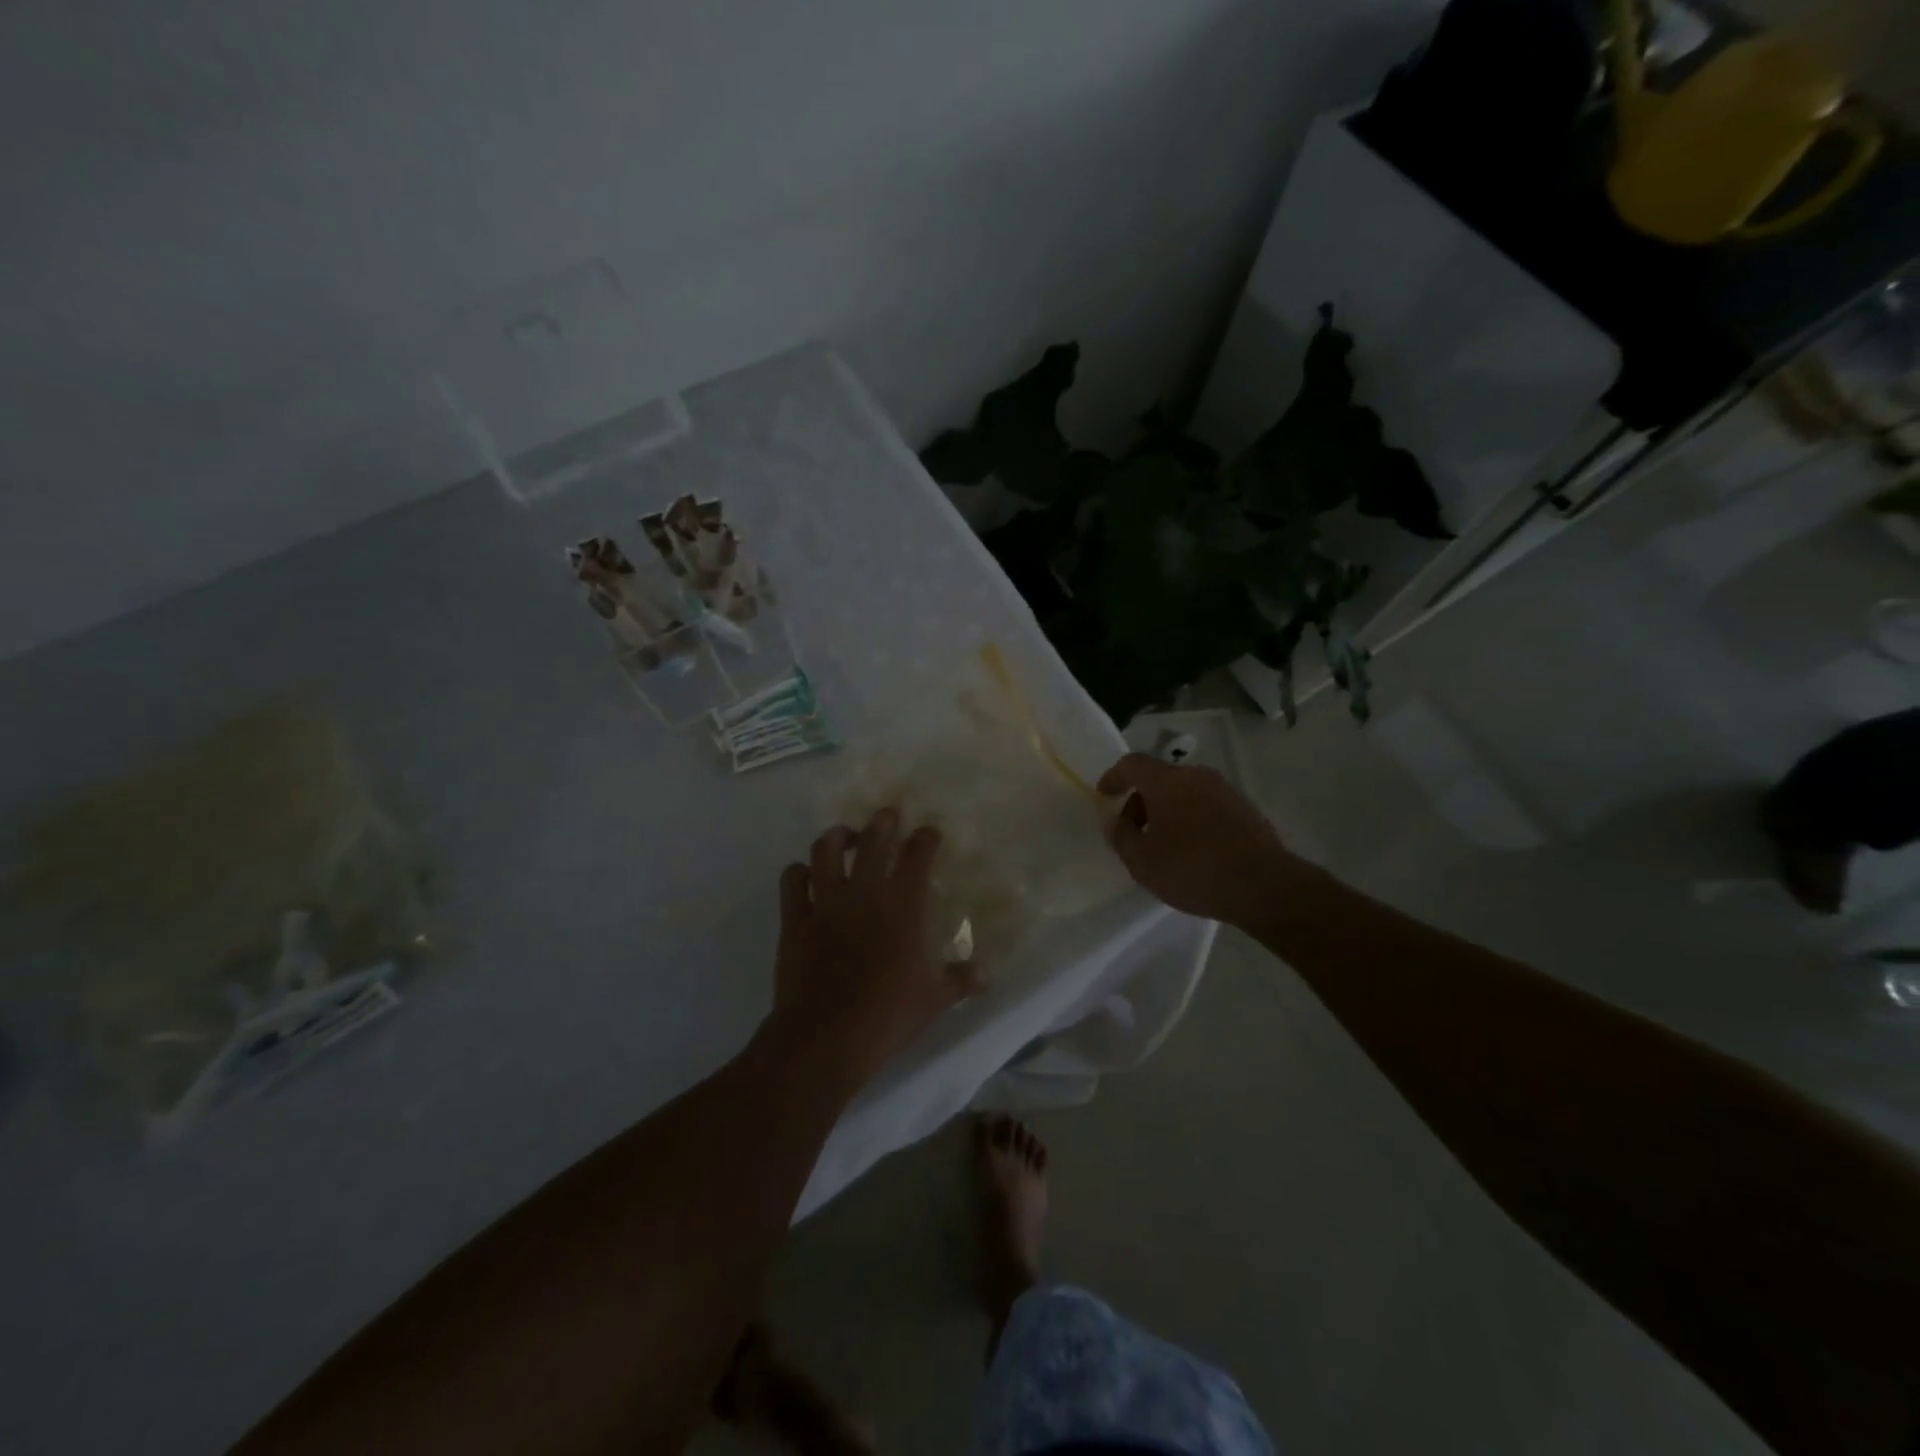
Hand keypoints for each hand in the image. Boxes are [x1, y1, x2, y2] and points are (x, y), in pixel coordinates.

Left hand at [769, 809, 982, 1091]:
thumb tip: (986, 974)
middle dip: (883, 822)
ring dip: (837, 836)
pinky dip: (798, 871)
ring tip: (845, 835)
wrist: (826, 1038)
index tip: (929, 832)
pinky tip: (805, 873)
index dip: (925, 838)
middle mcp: (864, 894)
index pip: (917, 856)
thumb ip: (960, 980)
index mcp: (903, 907)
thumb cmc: (887, 1016)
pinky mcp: (795, 920)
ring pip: (826, 850)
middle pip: (873, 841)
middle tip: (888, 816)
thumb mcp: (934, 1000)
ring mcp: (826, 904)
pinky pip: (792, 882)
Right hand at [1098, 753, 1292, 925]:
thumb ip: (1121, 837)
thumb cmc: (1192, 869)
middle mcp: (1196, 776)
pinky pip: (1206, 806)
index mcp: (1167, 781)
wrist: (1263, 885)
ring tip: (1163, 845)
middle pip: (1160, 778)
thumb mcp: (1142, 861)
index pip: (1132, 764)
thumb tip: (1116, 822)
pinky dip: (1191, 819)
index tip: (1104, 795)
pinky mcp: (1245, 809)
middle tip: (1134, 832)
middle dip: (1141, 801)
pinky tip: (1193, 851)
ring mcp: (1225, 790)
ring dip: (1168, 811)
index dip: (1114, 777)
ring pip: (1185, 792)